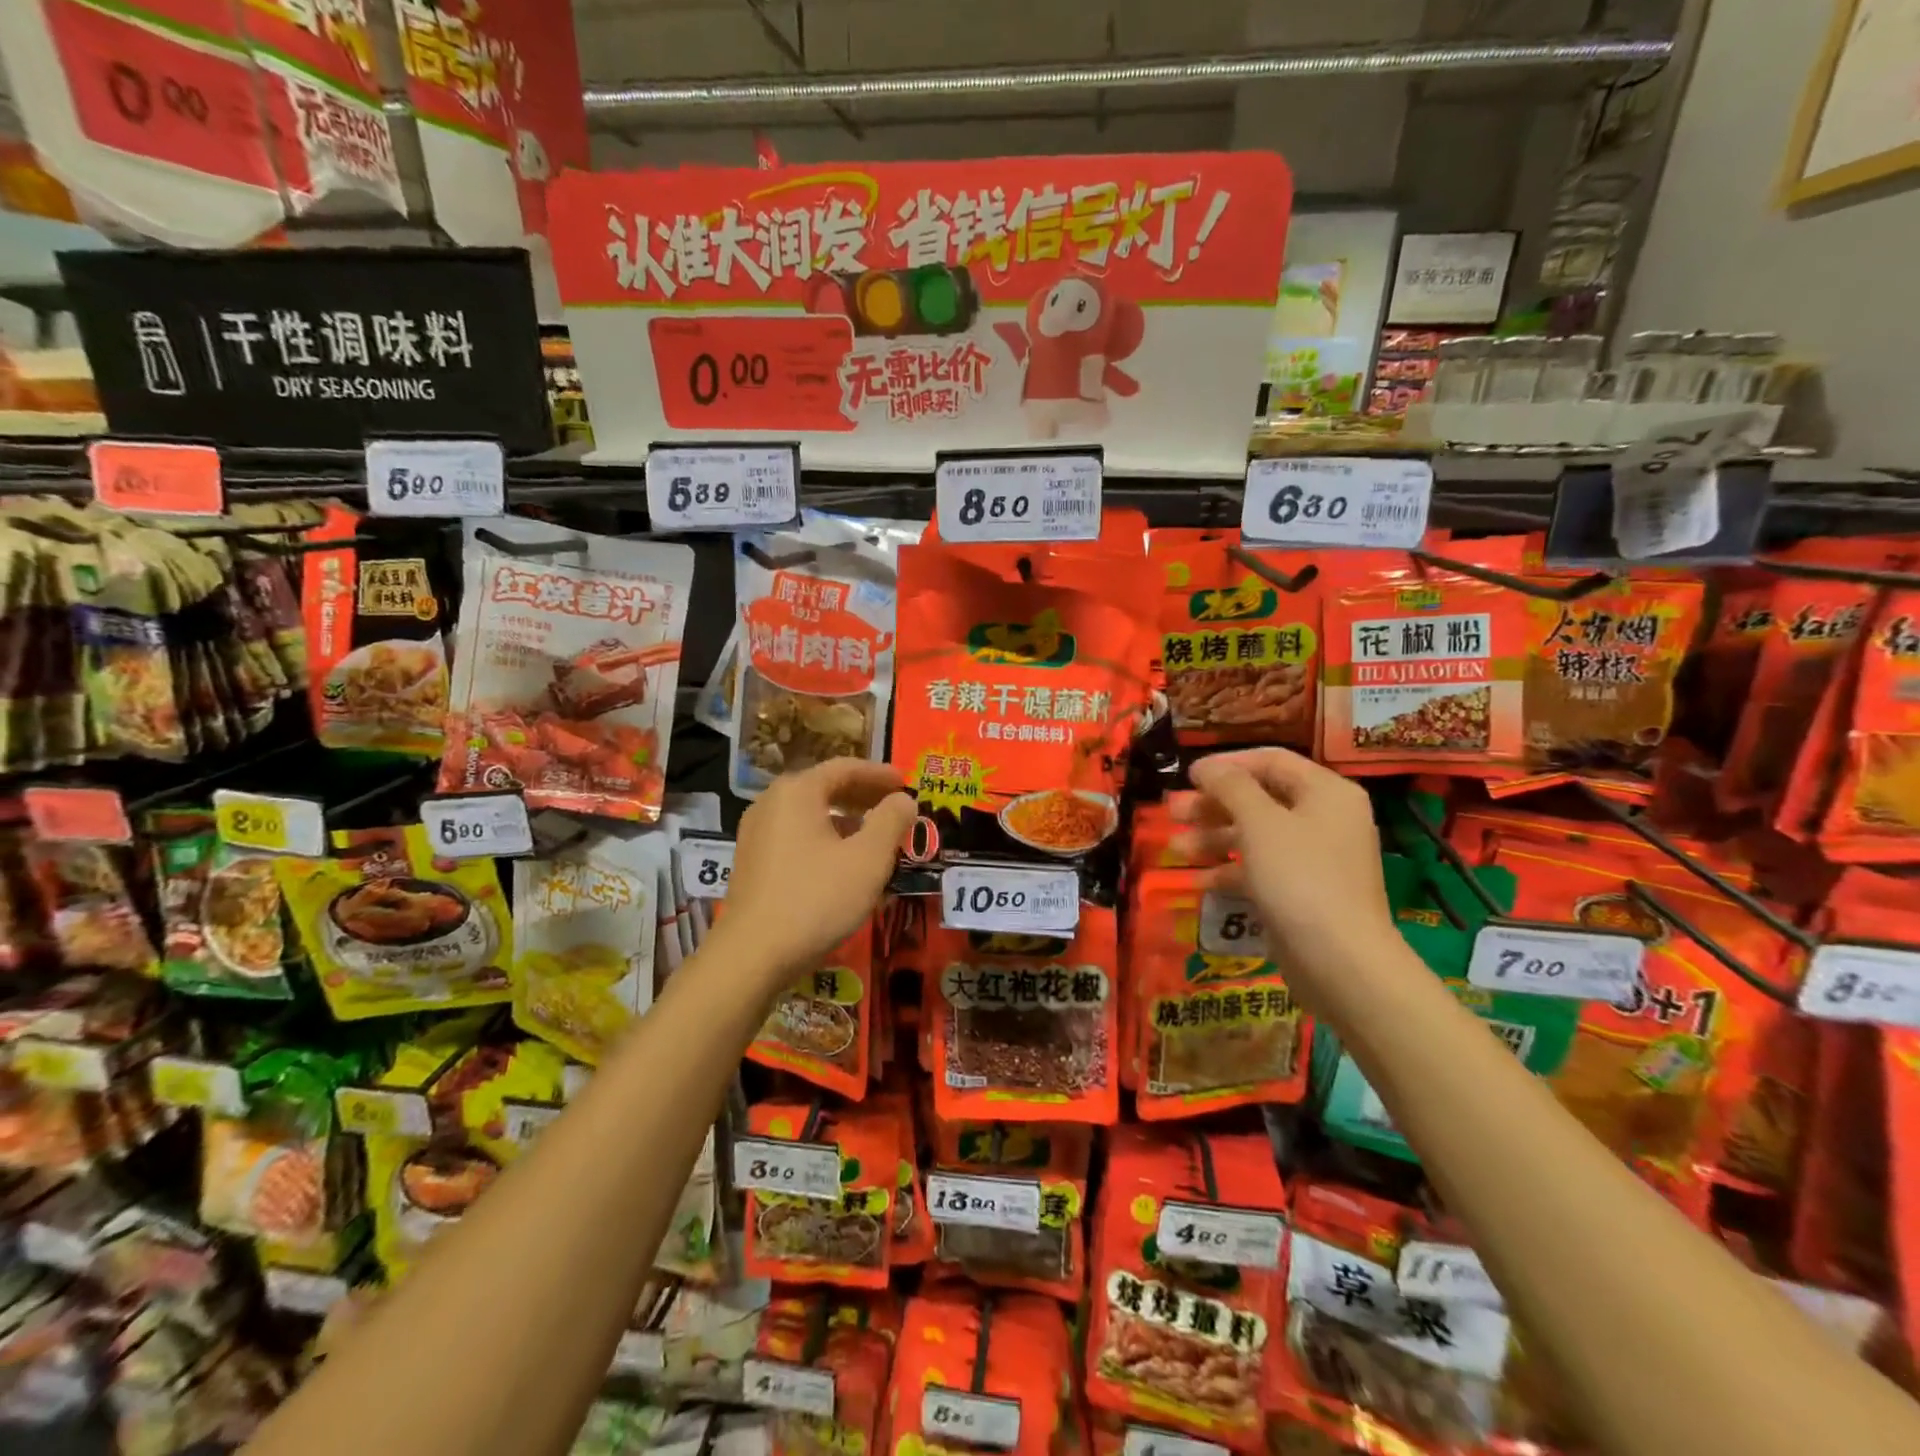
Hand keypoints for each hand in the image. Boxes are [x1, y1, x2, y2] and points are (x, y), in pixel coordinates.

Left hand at [722, 759, 916, 991]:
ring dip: (847, 820)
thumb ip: (891, 821)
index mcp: (797, 792)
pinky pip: (797, 836)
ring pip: (811, 814)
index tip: (907, 783)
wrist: (752, 955)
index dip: (880, 774)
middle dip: (864, 796)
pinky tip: (844, 863)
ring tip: (876, 837)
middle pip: (826, 787)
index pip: (846, 768)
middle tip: (896, 808)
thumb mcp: (868, 859)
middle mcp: (771, 803)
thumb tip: (903, 799)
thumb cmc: (816, 899)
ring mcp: (756, 833)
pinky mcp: (752, 861)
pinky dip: (826, 839)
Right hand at [1174, 749, 1394, 982]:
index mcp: (1326, 792)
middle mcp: (1325, 819)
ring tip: (1176, 849)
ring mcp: (1316, 859)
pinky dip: (1230, 871)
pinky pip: (1261, 870)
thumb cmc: (1300, 877)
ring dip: (1213, 838)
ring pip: (1256, 836)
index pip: (1271, 761)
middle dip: (1213, 805)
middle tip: (1173, 812)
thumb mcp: (1260, 823)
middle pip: (1260, 798)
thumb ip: (1230, 787)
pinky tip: (1198, 881)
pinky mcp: (1303, 893)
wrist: (1341, 962)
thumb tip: (1206, 766)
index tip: (1187, 776)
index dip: (1226, 764)